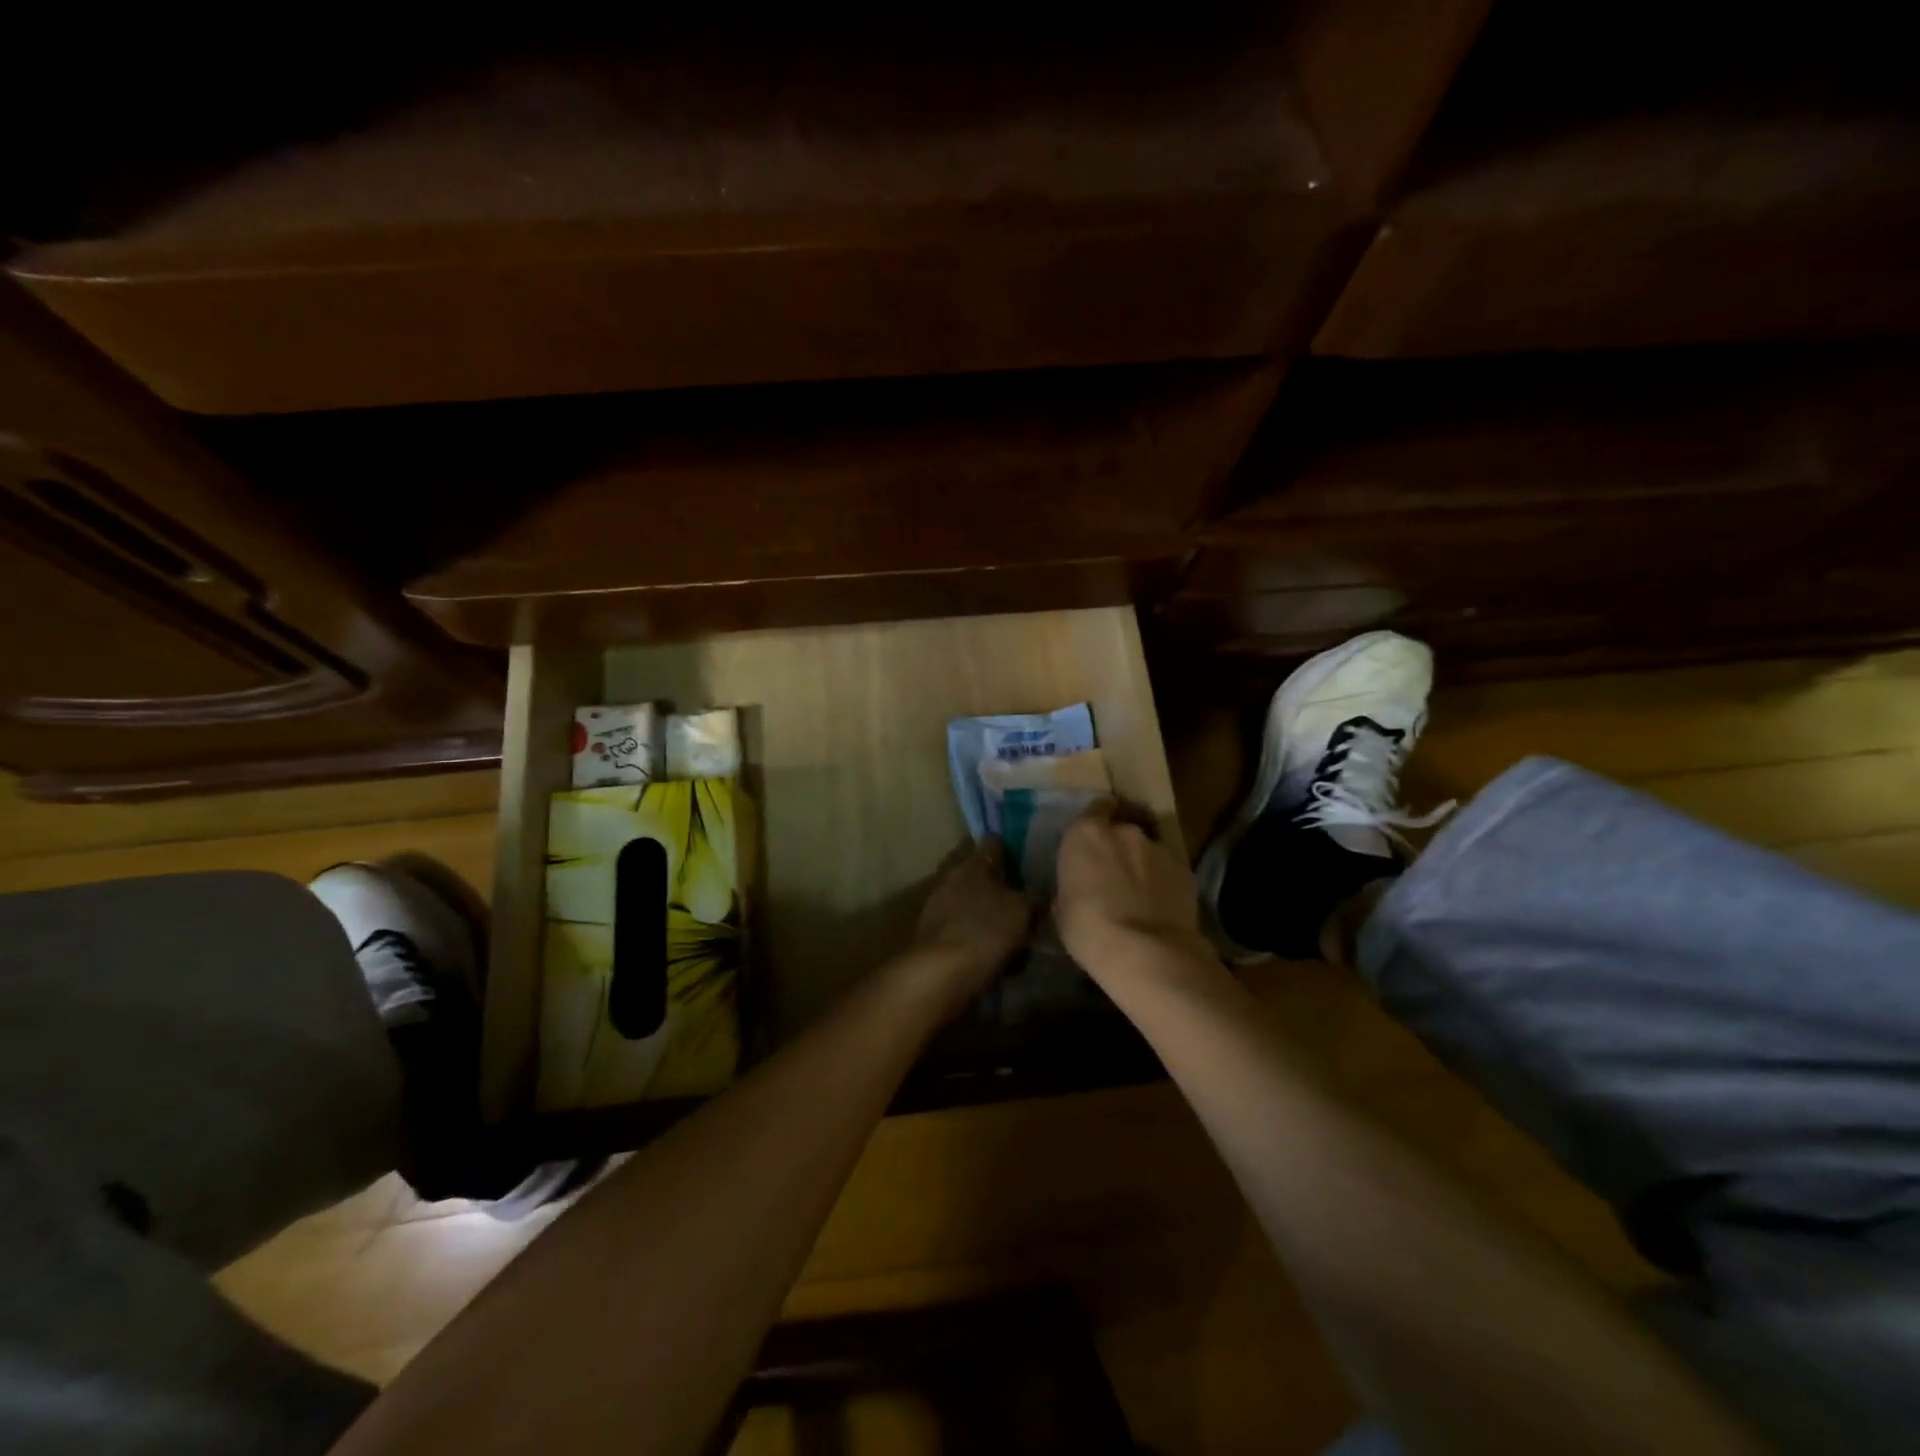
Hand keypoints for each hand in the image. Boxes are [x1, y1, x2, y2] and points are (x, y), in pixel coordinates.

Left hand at [910, 838, 1030, 992]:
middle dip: (999, 883)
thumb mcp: (1022, 912)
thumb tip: (1036, 895)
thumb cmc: (984, 932)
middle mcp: (952, 878)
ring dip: (988, 913)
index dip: (1011, 847)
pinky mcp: (934, 935)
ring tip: (1014, 931)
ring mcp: (938, 907)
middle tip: (1024, 898)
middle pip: (980, 873)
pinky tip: (996, 954)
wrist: (938, 975)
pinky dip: (978, 936)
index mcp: (973, 863)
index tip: (1027, 856)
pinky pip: (964, 929)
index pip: (993, 843)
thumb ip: (1032, 899)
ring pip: (972, 903)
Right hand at [1055, 800, 1209, 980]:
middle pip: (1122, 830)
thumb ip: (1072, 886)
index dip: (1096, 821)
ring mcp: (1158, 848)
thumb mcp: (1062, 908)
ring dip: (1142, 865)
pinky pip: (1168, 871)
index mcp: (1086, 834)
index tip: (1094, 841)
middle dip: (1118, 847)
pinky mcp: (1185, 869)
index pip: (1095, 808)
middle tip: (1114, 874)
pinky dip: (1163, 883)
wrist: (1145, 952)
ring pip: (1147, 851)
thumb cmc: (1088, 930)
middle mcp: (1124, 831)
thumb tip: (1079, 889)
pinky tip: (1160, 907)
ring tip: (1140, 895)